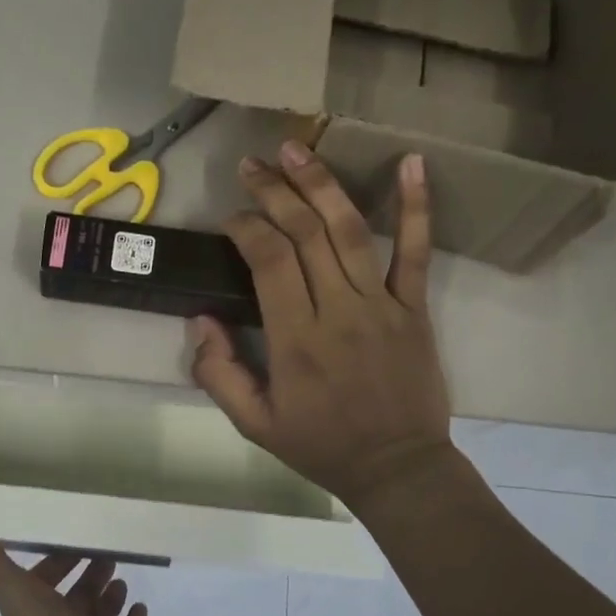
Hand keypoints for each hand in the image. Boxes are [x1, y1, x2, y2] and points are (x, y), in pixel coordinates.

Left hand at [0, 545, 148, 615]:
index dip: (61, 560)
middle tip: (109, 554)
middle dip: (93, 575)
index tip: (79, 540)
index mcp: (41, 605)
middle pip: (81, 595)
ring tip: (122, 580)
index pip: (51, 578)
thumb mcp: (10, 585)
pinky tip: (141, 606)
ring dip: (112, 599)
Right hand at [189, 139, 453, 509]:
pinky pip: (416, 252)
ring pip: (350, 231)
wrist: (397, 467)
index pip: (270, 262)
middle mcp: (337, 312)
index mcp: (296, 340)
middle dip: (275, 192)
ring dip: (322, 184)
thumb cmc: (321, 446)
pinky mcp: (414, 308)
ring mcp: (381, 305)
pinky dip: (416, 206)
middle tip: (252, 163)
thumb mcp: (254, 424)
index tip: (231, 218)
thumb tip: (199, 321)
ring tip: (298, 148)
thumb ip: (219, 374)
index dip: (247, 228)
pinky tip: (412, 162)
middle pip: (305, 234)